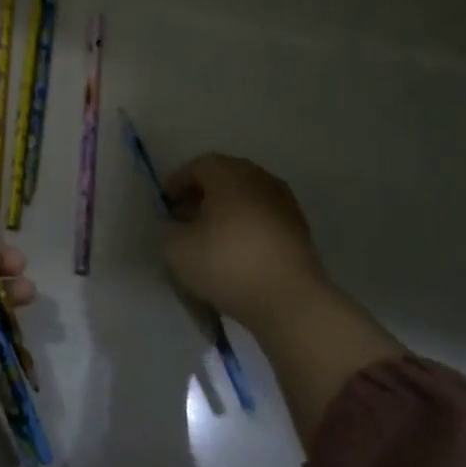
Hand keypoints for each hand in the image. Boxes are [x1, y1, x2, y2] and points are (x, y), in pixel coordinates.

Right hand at [162, 154, 328, 327]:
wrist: (289, 300)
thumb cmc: (226, 263)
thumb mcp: (176, 248)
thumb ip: (169, 229)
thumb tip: (179, 226)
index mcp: (230, 174)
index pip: (198, 166)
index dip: (177, 183)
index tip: (166, 207)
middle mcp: (260, 179)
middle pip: (224, 178)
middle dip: (201, 195)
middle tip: (184, 219)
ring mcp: (284, 204)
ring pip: (246, 198)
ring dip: (225, 212)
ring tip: (209, 238)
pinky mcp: (299, 230)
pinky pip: (263, 218)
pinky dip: (246, 227)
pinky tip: (235, 252)